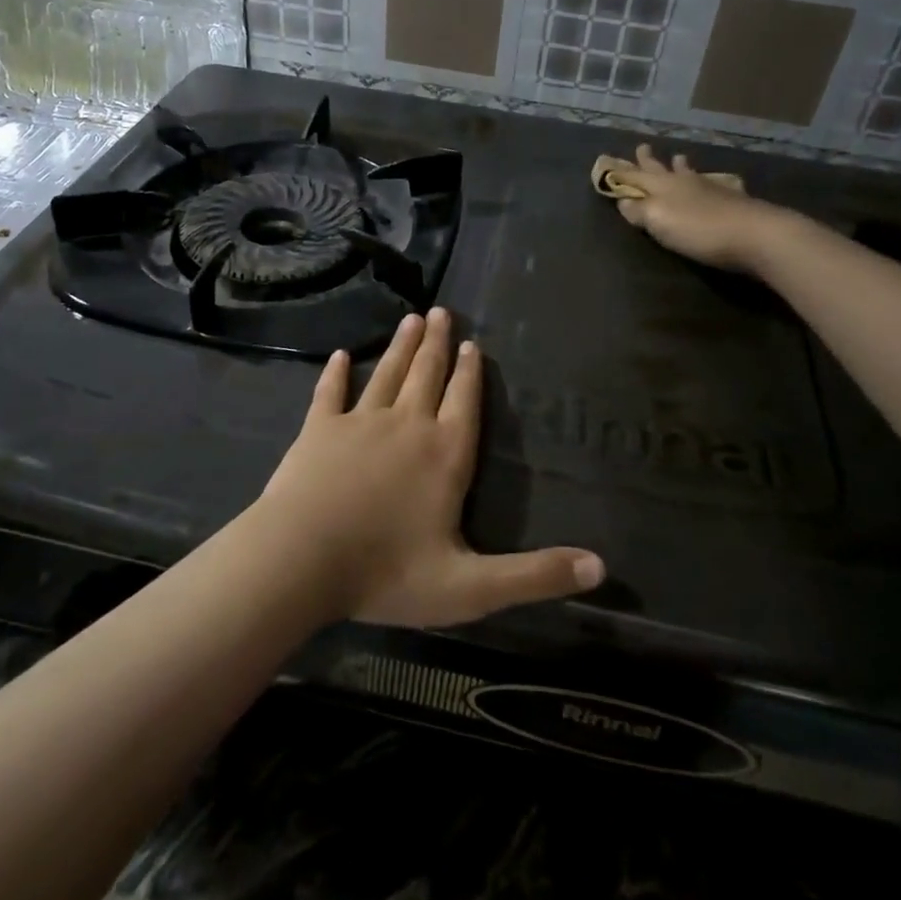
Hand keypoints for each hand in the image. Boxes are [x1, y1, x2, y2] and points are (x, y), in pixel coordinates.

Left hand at [248, 309, 604, 626]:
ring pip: (387, 375)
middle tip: (442, 311)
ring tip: (411, 319)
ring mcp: (359, 423)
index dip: (470, 373)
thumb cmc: (387, 573)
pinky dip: (336, 374)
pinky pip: (330, 393)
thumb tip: (600, 568)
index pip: (465, 403)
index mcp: (445, 456)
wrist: (300, 560)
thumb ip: (534, 576)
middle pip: (427, 376)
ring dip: (400, 347)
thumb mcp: (470, 588)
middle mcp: (407, 426)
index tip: (471, 344)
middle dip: (437, 344)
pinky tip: (342, 356)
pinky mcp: (318, 430)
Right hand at [600, 144, 792, 270]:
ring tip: (680, 157)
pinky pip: (719, 185)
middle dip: (650, 161)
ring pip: (691, 174)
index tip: (610, 163)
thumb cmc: (698, 229)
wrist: (755, 234)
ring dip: (682, 166)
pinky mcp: (735, 201)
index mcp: (663, 188)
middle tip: (642, 147)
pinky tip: (720, 183)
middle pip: (663, 169)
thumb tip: (622, 201)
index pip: (636, 177)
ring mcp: (713, 189)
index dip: (623, 172)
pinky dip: (713, 182)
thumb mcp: (658, 221)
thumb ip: (638, 211)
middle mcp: (686, 183)